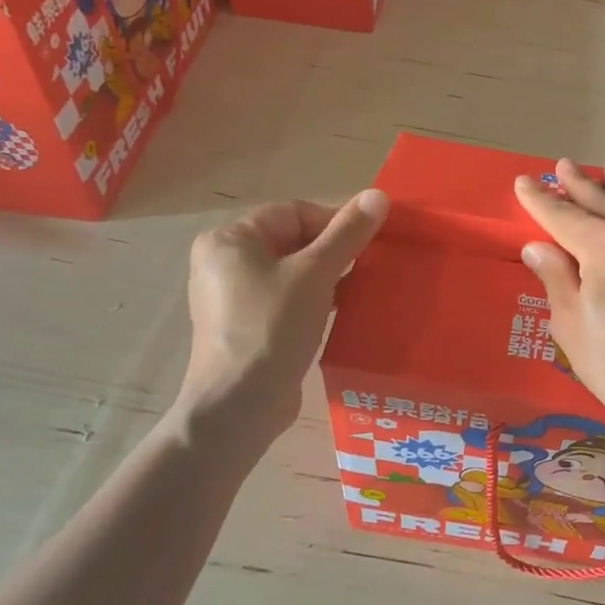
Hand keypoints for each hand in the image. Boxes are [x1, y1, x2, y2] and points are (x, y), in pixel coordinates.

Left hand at [180, 189, 388, 436]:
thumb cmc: (271, 328)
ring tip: (362, 289)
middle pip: (294, 240)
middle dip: (335, 251)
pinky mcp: (247, 326)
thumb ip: (348, 233)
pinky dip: (315, 299)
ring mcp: (233, 297)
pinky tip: (342, 312)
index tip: (370, 243)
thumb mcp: (316, 274)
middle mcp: (225, 262)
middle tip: (370, 266)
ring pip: (293, 271)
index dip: (336, 223)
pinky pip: (287, 298)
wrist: (238, 409)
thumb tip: (380, 194)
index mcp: (231, 240)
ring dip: (329, 276)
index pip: (295, 212)